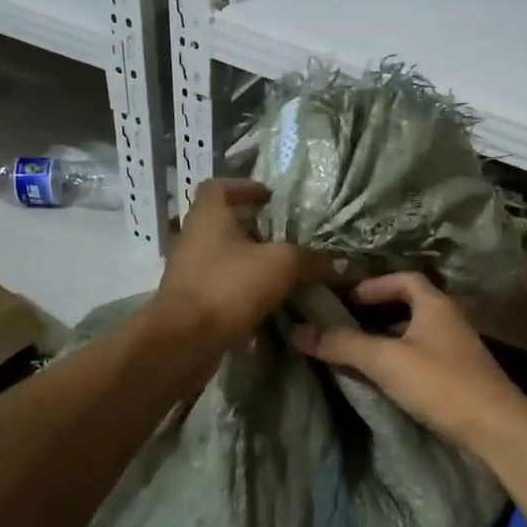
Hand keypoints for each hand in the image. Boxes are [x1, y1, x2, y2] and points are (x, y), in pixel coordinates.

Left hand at [154, 179, 318, 349]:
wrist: (186, 340)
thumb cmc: (229, 286)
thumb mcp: (280, 266)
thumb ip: (310, 259)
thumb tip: (341, 263)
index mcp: (208, 216)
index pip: (219, 186)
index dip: (243, 186)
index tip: (268, 197)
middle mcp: (192, 237)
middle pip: (222, 223)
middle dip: (253, 227)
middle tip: (283, 235)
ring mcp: (188, 270)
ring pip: (222, 255)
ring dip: (249, 259)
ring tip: (280, 268)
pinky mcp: (190, 300)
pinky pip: (220, 284)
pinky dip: (241, 286)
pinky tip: (266, 299)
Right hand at [292, 272, 526, 448]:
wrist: (496, 429)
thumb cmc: (441, 384)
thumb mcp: (386, 361)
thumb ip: (343, 344)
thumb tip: (297, 330)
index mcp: (435, 305)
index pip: (403, 279)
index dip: (374, 284)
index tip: (345, 299)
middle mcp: (449, 321)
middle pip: (408, 306)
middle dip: (375, 314)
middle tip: (343, 326)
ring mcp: (456, 350)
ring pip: (415, 335)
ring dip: (387, 340)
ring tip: (355, 354)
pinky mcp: (459, 378)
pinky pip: (422, 359)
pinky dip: (400, 362)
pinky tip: (383, 381)